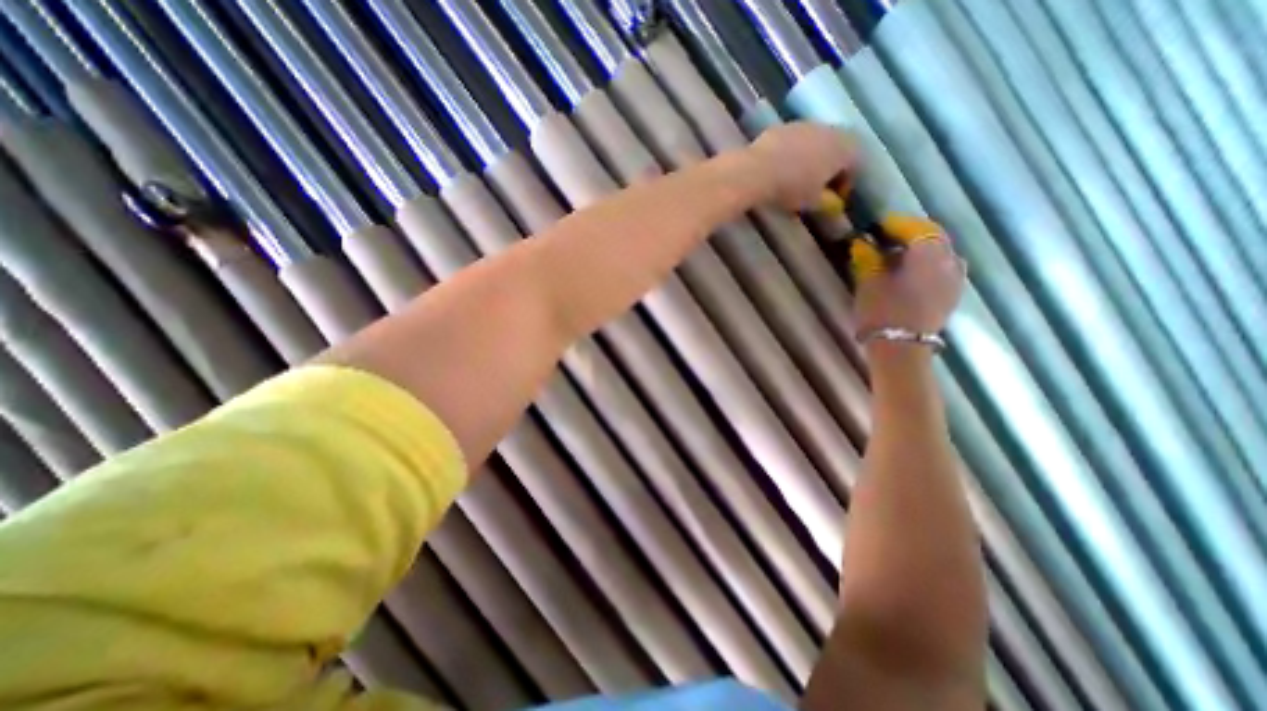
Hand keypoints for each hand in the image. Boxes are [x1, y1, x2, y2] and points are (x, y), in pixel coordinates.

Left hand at [745, 123, 854, 208]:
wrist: (756, 170)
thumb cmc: (792, 188)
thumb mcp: (813, 202)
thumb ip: (828, 203)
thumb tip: (833, 205)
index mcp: (844, 147)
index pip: (855, 163)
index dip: (845, 183)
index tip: (832, 199)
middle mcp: (828, 129)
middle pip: (835, 149)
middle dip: (828, 168)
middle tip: (815, 189)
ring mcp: (803, 125)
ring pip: (813, 143)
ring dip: (809, 159)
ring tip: (795, 180)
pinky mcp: (781, 127)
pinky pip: (792, 142)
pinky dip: (790, 155)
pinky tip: (778, 171)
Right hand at [857, 213, 966, 335]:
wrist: (902, 348)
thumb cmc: (883, 311)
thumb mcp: (869, 281)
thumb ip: (868, 257)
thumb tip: (863, 243)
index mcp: (930, 253)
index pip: (916, 227)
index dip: (895, 223)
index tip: (876, 225)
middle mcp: (950, 261)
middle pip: (932, 238)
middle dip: (909, 235)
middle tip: (884, 238)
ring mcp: (955, 280)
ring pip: (939, 254)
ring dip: (918, 251)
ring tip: (895, 257)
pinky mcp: (951, 296)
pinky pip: (941, 270)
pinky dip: (926, 266)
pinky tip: (908, 274)